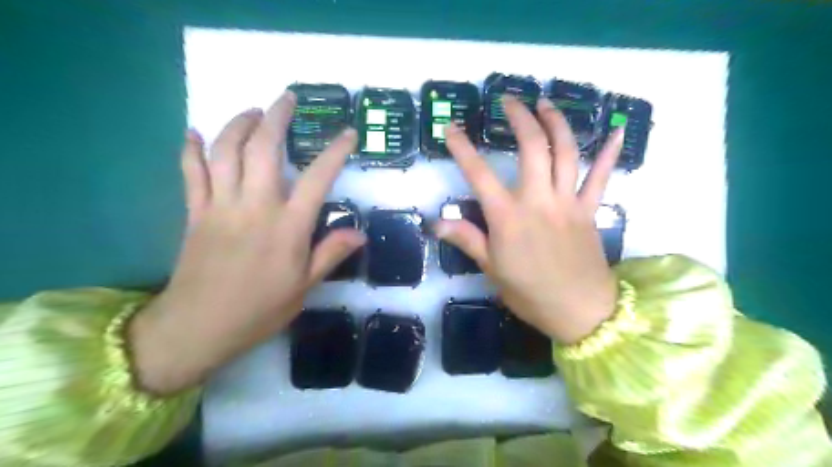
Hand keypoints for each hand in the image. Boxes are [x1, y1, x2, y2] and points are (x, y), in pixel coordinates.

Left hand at [129, 92, 363, 393]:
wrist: (198, 328)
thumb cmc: (259, 310)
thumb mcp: (305, 287)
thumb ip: (331, 254)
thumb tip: (360, 233)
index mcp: (287, 227)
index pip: (317, 179)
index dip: (335, 152)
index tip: (348, 134)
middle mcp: (255, 207)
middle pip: (263, 150)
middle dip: (276, 118)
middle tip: (286, 98)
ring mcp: (220, 207)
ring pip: (225, 152)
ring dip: (237, 125)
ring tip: (252, 112)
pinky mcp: (195, 214)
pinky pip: (190, 174)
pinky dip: (190, 150)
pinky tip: (193, 133)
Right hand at [435, 96, 623, 345]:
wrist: (580, 311)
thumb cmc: (530, 293)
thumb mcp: (491, 269)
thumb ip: (467, 239)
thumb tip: (436, 223)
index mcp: (508, 217)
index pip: (479, 174)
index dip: (462, 148)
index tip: (451, 128)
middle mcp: (538, 200)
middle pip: (531, 148)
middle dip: (520, 118)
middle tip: (510, 100)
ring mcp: (567, 201)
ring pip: (566, 152)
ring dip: (556, 123)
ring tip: (546, 104)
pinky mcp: (589, 209)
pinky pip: (601, 177)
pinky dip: (609, 153)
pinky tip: (615, 129)